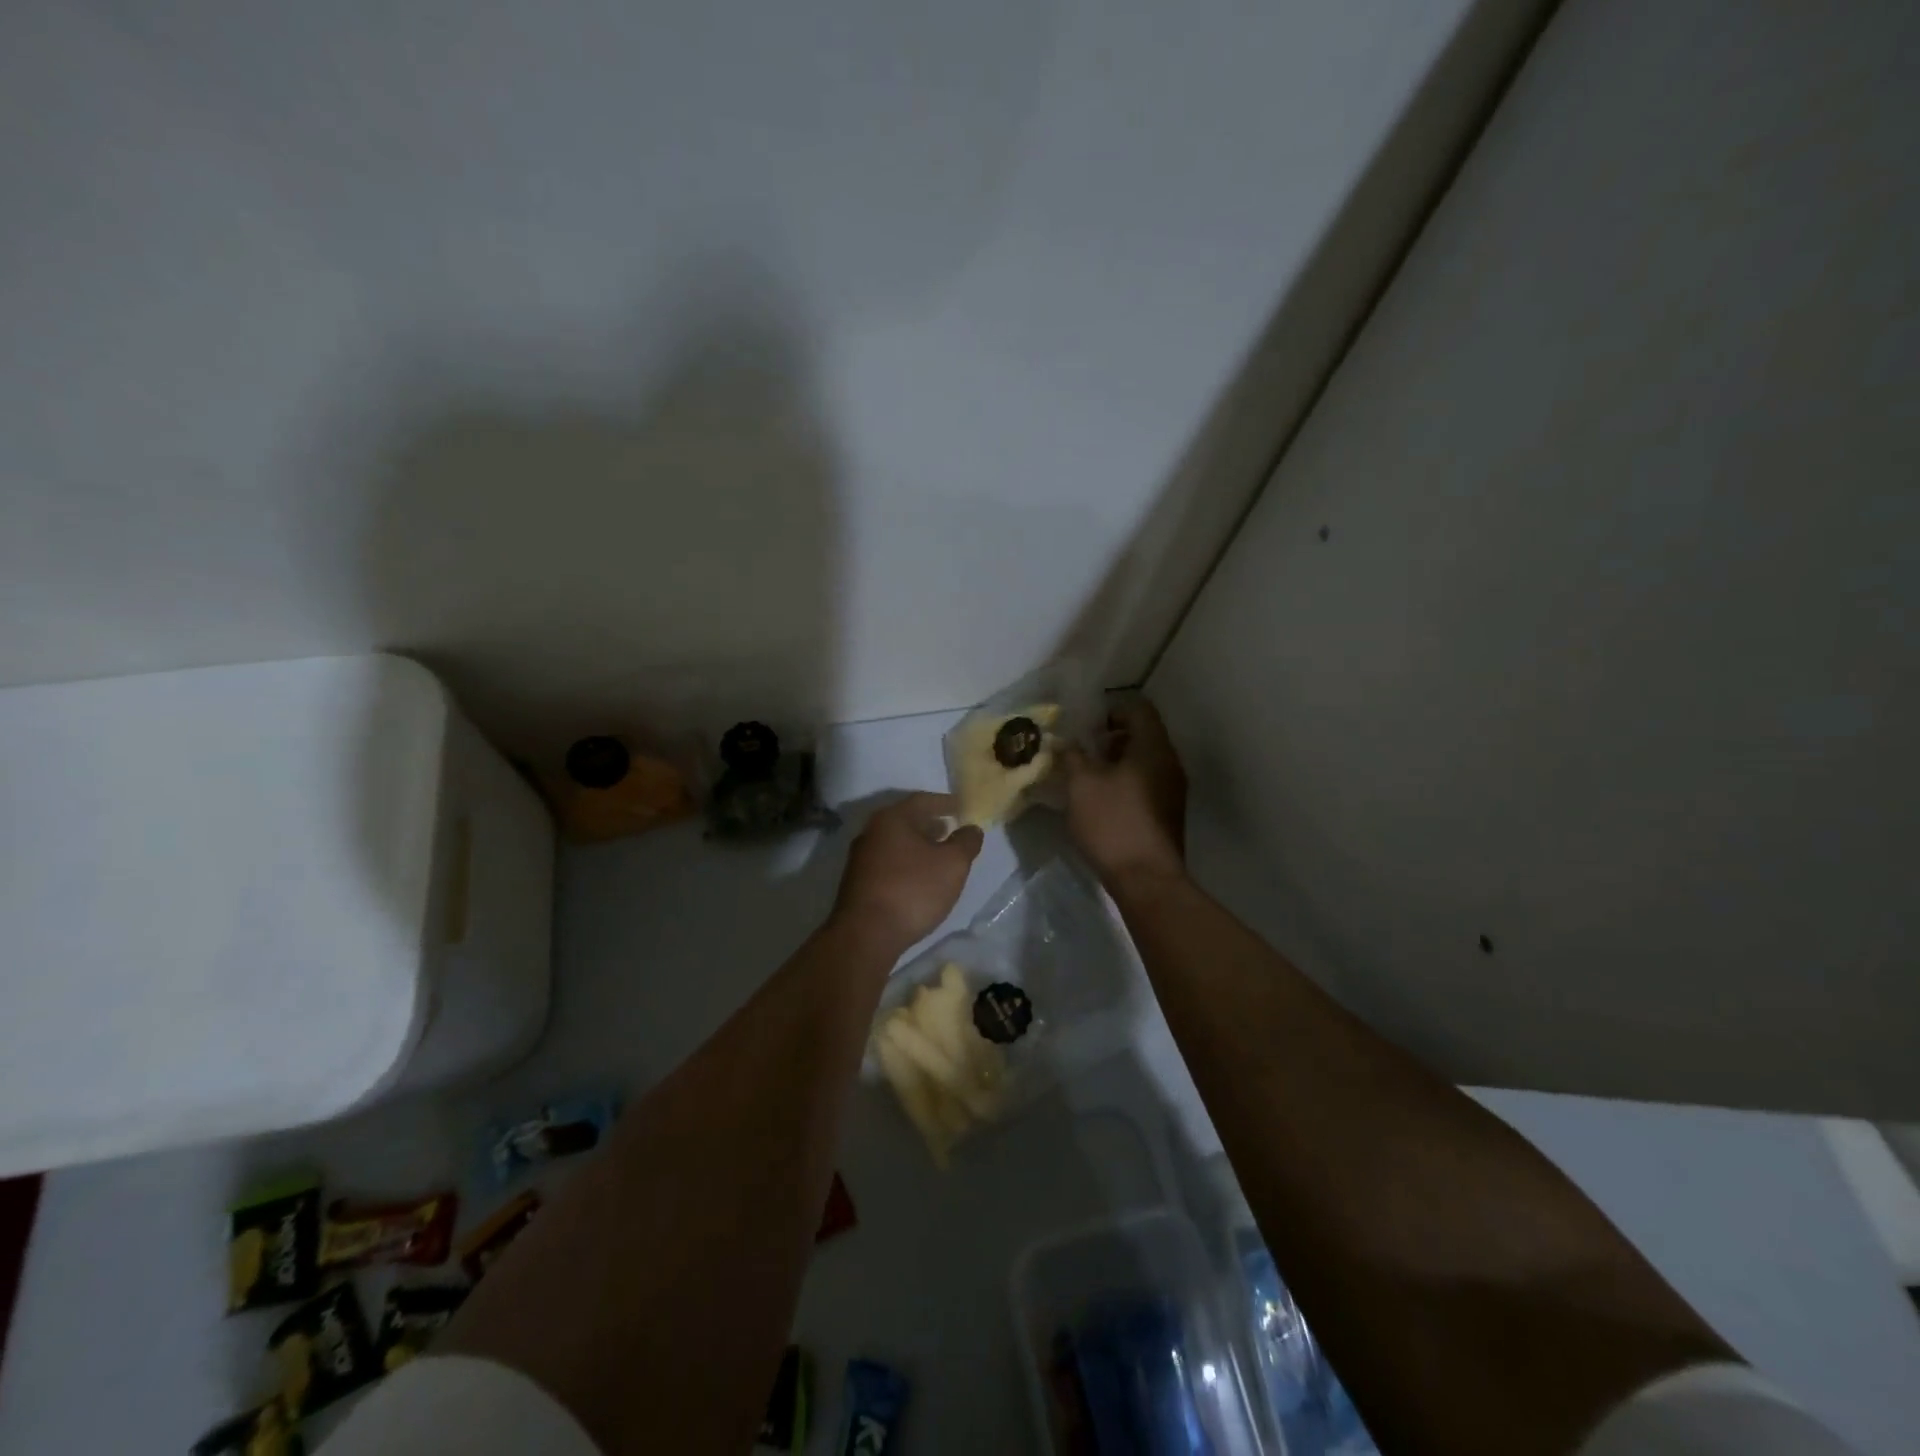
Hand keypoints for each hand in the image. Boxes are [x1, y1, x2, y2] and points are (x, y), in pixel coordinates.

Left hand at [832, 792, 983, 950]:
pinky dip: (906, 862)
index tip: (963, 807)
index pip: (923, 800)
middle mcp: (871, 831)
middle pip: (906, 820)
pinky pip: (888, 861)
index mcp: (892, 819)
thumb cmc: (913, 890)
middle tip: (952, 829)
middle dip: (930, 823)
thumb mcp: (952, 864)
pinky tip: (919, 878)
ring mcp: (860, 857)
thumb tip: (971, 829)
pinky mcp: (857, 882)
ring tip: (940, 854)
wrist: (866, 935)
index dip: (946, 803)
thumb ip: (966, 842)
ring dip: (918, 844)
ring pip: (896, 842)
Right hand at [1062, 698, 1187, 887]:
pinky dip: (1125, 783)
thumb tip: (1066, 741)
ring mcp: (1173, 790)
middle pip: (1143, 735)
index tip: (1086, 727)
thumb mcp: (1081, 784)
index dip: (1111, 711)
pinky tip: (1102, 801)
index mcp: (1153, 747)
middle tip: (1082, 752)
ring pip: (1144, 762)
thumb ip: (1072, 755)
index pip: (1138, 709)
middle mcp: (1170, 763)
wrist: (1146, 879)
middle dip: (1110, 739)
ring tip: (1087, 778)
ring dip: (1116, 763)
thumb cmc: (1113, 822)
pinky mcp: (1168, 814)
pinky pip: (1147, 784)